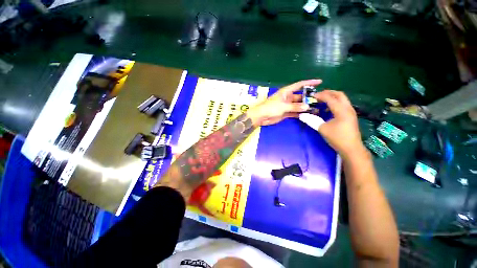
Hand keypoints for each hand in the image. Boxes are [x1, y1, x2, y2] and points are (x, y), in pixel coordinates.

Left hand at [248, 79, 322, 125]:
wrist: (261, 117)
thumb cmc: (270, 108)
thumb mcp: (283, 106)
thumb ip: (295, 106)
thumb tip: (307, 107)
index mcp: (286, 92)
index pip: (299, 85)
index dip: (309, 82)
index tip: (319, 81)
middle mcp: (288, 97)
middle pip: (300, 96)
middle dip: (309, 98)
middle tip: (320, 100)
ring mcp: (287, 105)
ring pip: (298, 105)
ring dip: (305, 107)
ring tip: (316, 109)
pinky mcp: (286, 113)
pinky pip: (295, 112)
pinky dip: (300, 113)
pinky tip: (308, 115)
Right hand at [312, 90, 364, 158]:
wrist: (351, 149)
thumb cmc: (337, 138)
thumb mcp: (322, 129)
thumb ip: (312, 120)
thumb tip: (302, 115)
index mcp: (341, 110)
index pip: (330, 98)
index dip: (320, 95)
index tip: (312, 96)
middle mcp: (348, 108)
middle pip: (339, 95)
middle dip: (328, 93)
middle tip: (318, 95)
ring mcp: (351, 112)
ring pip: (342, 99)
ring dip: (332, 98)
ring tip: (322, 101)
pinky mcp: (351, 116)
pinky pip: (343, 105)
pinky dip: (335, 103)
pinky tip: (328, 110)